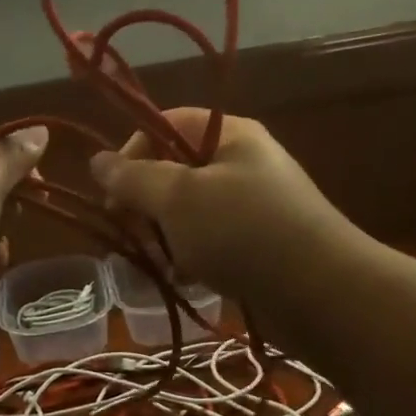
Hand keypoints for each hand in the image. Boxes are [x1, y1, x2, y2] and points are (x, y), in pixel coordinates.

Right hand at [89, 111, 349, 301]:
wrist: (319, 291)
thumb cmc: (242, 231)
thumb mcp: (178, 198)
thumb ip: (133, 178)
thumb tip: (97, 161)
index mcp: (230, 134)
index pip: (167, 124)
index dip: (132, 152)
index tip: (112, 194)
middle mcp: (244, 162)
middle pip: (177, 169)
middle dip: (148, 203)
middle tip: (132, 233)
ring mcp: (256, 205)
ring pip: (192, 211)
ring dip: (168, 235)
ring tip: (160, 263)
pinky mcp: (262, 243)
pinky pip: (214, 241)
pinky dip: (195, 257)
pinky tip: (188, 278)